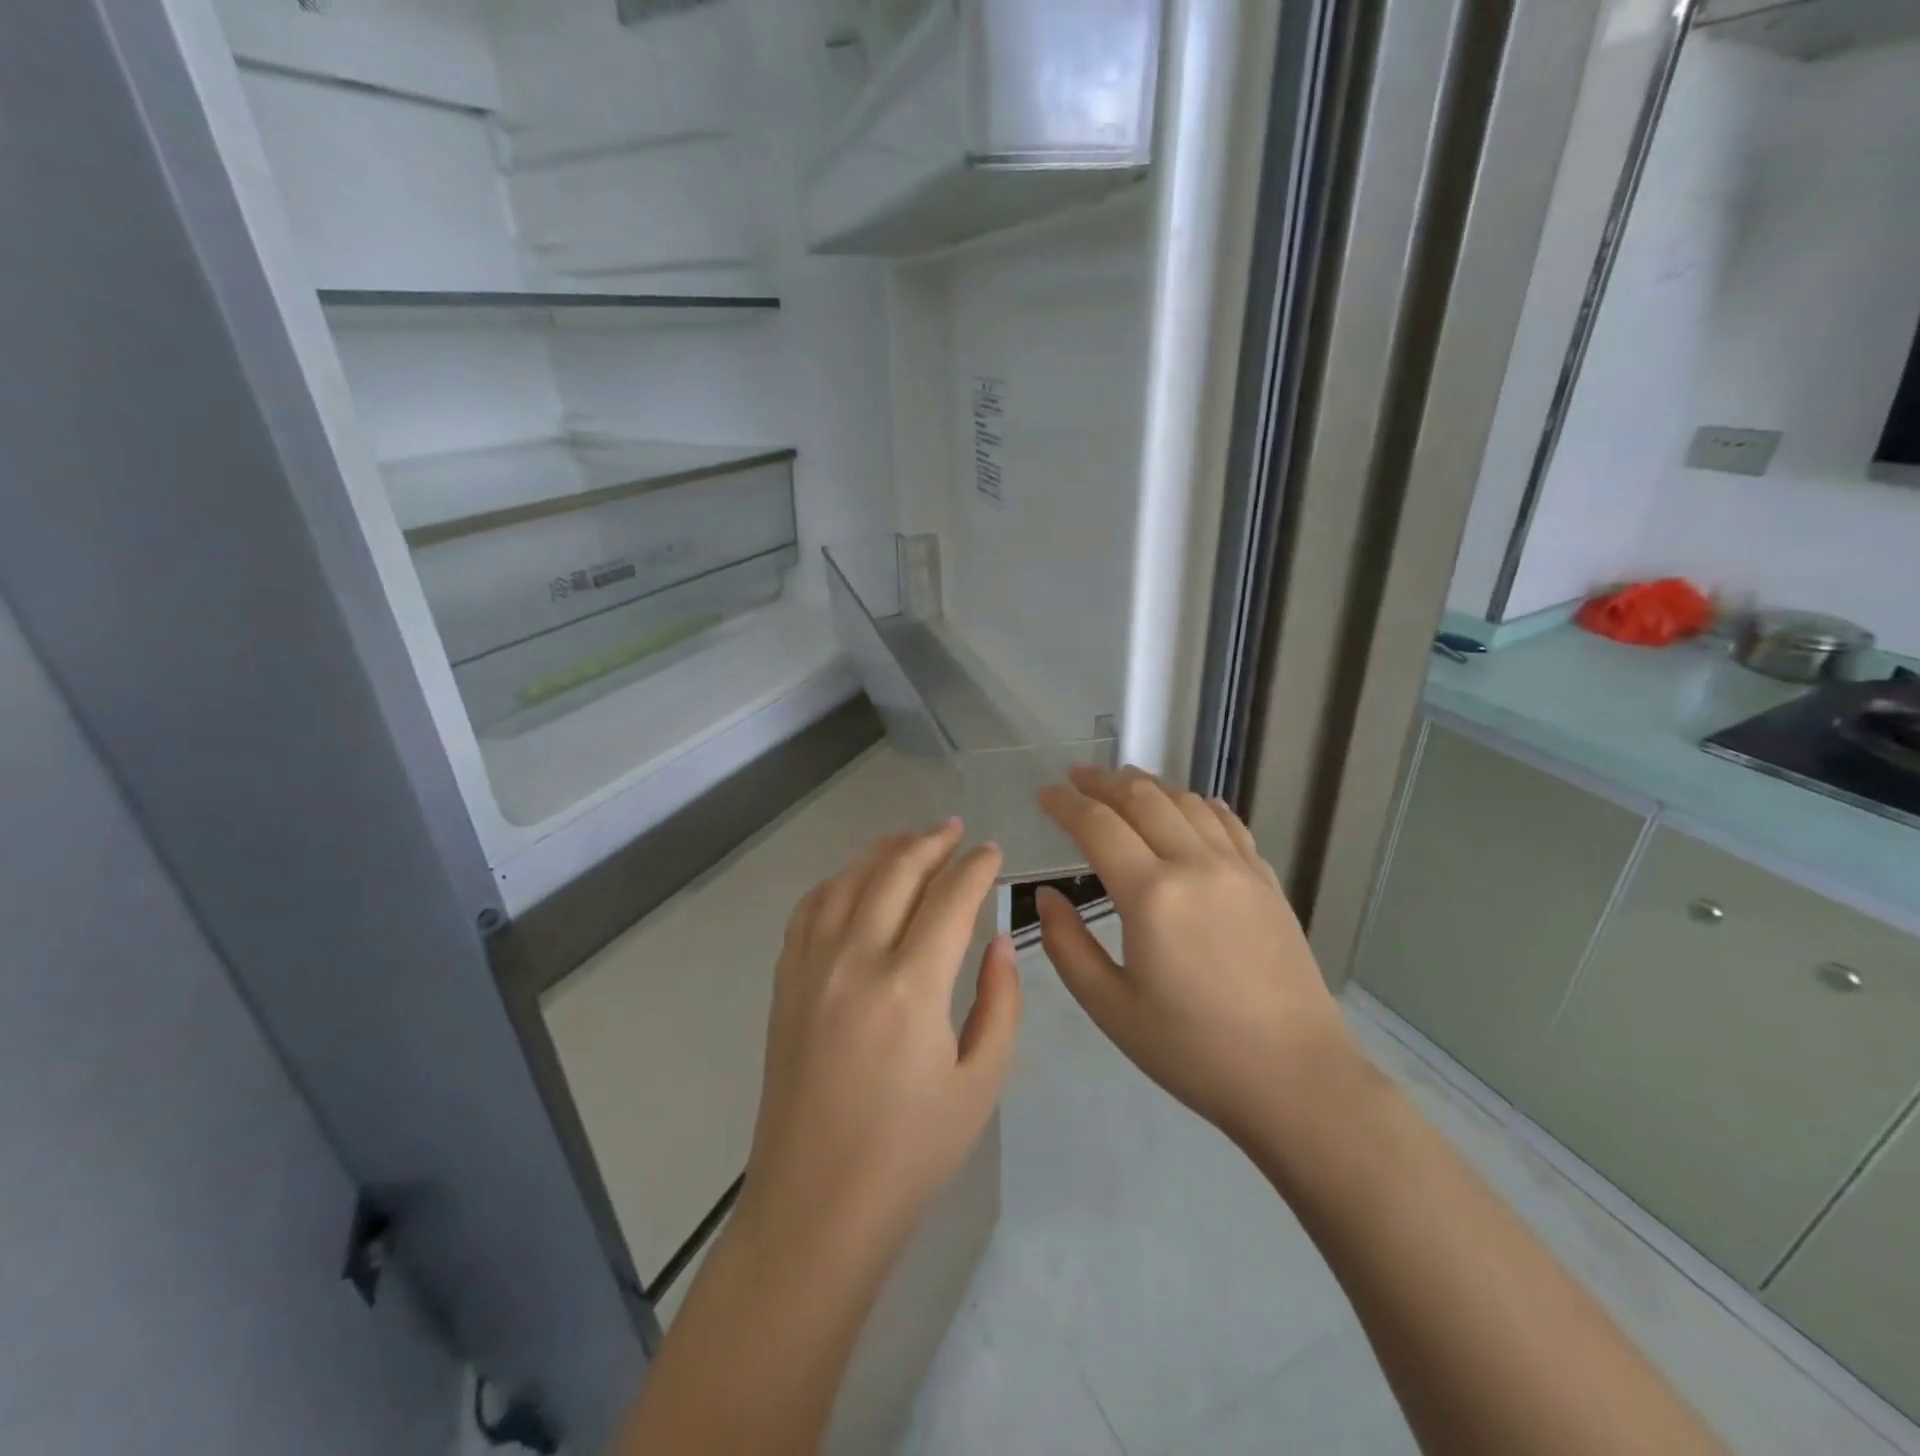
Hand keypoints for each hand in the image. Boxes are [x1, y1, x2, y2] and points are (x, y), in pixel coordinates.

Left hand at [740, 820, 1020, 1267]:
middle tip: (954, 829)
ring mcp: (812, 969)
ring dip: (882, 852)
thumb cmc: (910, 1153)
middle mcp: (856, 961)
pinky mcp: (786, 985)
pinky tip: (853, 880)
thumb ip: (999, 1003)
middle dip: (930, 843)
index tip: (993, 851)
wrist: (816, 1206)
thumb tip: (998, 941)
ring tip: (908, 838)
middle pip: (895, 874)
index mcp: (911, 987)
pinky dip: (836, 882)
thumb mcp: (980, 1084)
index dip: (976, 868)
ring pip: (848, 882)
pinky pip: (809, 911)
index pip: (950, 899)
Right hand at [1035, 766, 1356, 1148]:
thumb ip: (1067, 945)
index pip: (1098, 826)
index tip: (1044, 794)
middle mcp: (1196, 865)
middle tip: (1075, 777)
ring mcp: (1238, 869)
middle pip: (1143, 799)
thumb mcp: (1111, 1008)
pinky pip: (1228, 824)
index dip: (1065, 804)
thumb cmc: (1192, 1051)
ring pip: (1187, 802)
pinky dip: (1200, 804)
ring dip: (1149, 785)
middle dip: (1102, 781)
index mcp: (1152, 895)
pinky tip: (1190, 805)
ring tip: (1123, 782)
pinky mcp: (1267, 882)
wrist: (1295, 1079)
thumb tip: (1047, 897)